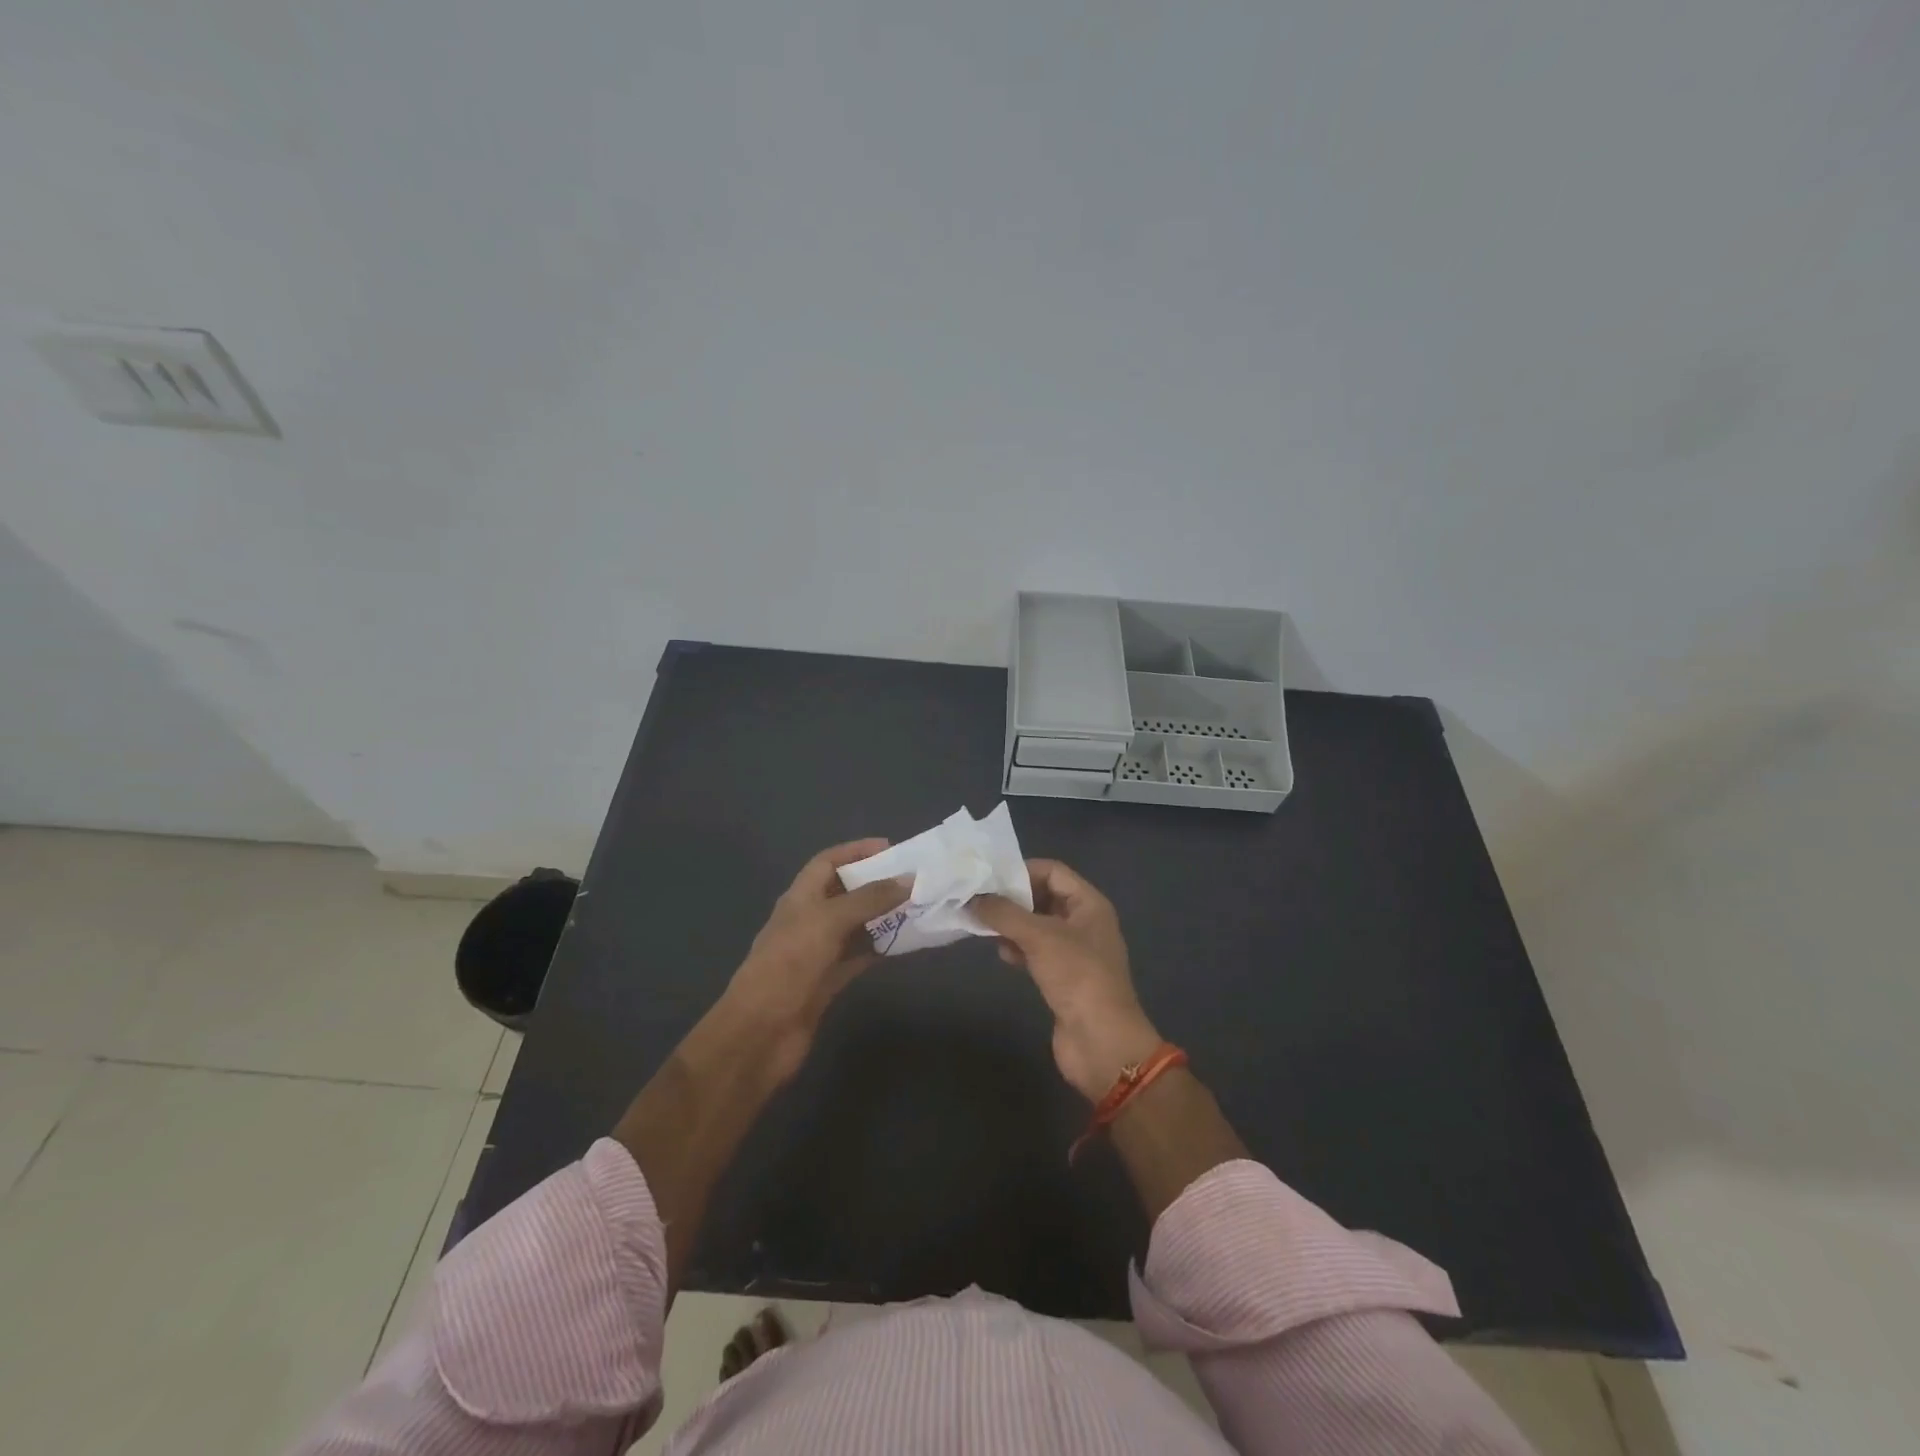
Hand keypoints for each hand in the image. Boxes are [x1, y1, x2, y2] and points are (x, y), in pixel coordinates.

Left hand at [723, 839, 908, 1067]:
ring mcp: (818, 952)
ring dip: (882, 916)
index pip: (827, 862)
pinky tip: (905, 943)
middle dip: (875, 883)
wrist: (761, 1032)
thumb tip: (908, 879)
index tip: (891, 848)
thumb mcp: (829, 921)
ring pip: (855, 925)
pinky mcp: (828, 982)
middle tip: (914, 879)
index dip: (856, 851)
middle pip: (844, 892)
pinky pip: (858, 956)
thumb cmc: (789, 964)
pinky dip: (879, 947)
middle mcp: (808, 920)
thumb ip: (869, 899)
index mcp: (799, 898)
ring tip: (917, 907)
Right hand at [971, 860, 1162, 1101]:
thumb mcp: (1040, 937)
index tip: (989, 878)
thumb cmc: (1077, 977)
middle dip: (1013, 899)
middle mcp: (1084, 922)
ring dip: (1012, 925)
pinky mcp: (1063, 977)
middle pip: (1044, 897)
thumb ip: (1004, 914)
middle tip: (979, 900)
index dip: (1022, 870)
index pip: (1053, 871)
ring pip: (1037, 926)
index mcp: (1089, 904)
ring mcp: (1074, 951)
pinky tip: (1002, 954)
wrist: (1101, 1042)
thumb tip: (973, 898)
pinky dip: (1019, 948)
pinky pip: (1037, 952)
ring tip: (984, 926)